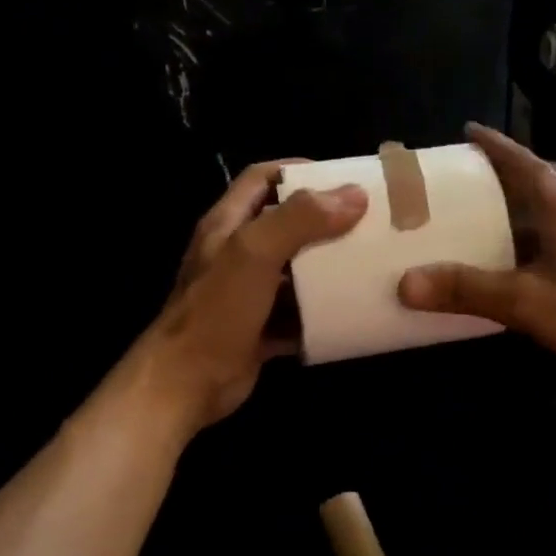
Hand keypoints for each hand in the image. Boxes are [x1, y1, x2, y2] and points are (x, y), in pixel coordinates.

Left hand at [135, 162, 366, 432]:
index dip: (299, 171)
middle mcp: (236, 254)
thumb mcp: (255, 253)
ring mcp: (248, 294)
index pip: (262, 178)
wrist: (186, 384)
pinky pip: (298, 313)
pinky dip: (322, 311)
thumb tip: (354, 194)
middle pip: (284, 223)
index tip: (343, 179)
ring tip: (369, 263)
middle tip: (367, 222)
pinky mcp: (260, 328)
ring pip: (294, 270)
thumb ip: (300, 219)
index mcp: (227, 225)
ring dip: (328, 267)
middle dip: (324, 221)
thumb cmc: (217, 310)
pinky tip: (353, 311)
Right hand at [397, 125, 555, 385]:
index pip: (525, 162)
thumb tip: (407, 283)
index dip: (496, 146)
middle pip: (545, 179)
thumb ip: (469, 290)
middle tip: (478, 175)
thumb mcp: (526, 300)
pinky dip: (541, 236)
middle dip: (513, 171)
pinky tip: (528, 262)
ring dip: (528, 205)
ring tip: (495, 214)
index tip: (469, 132)